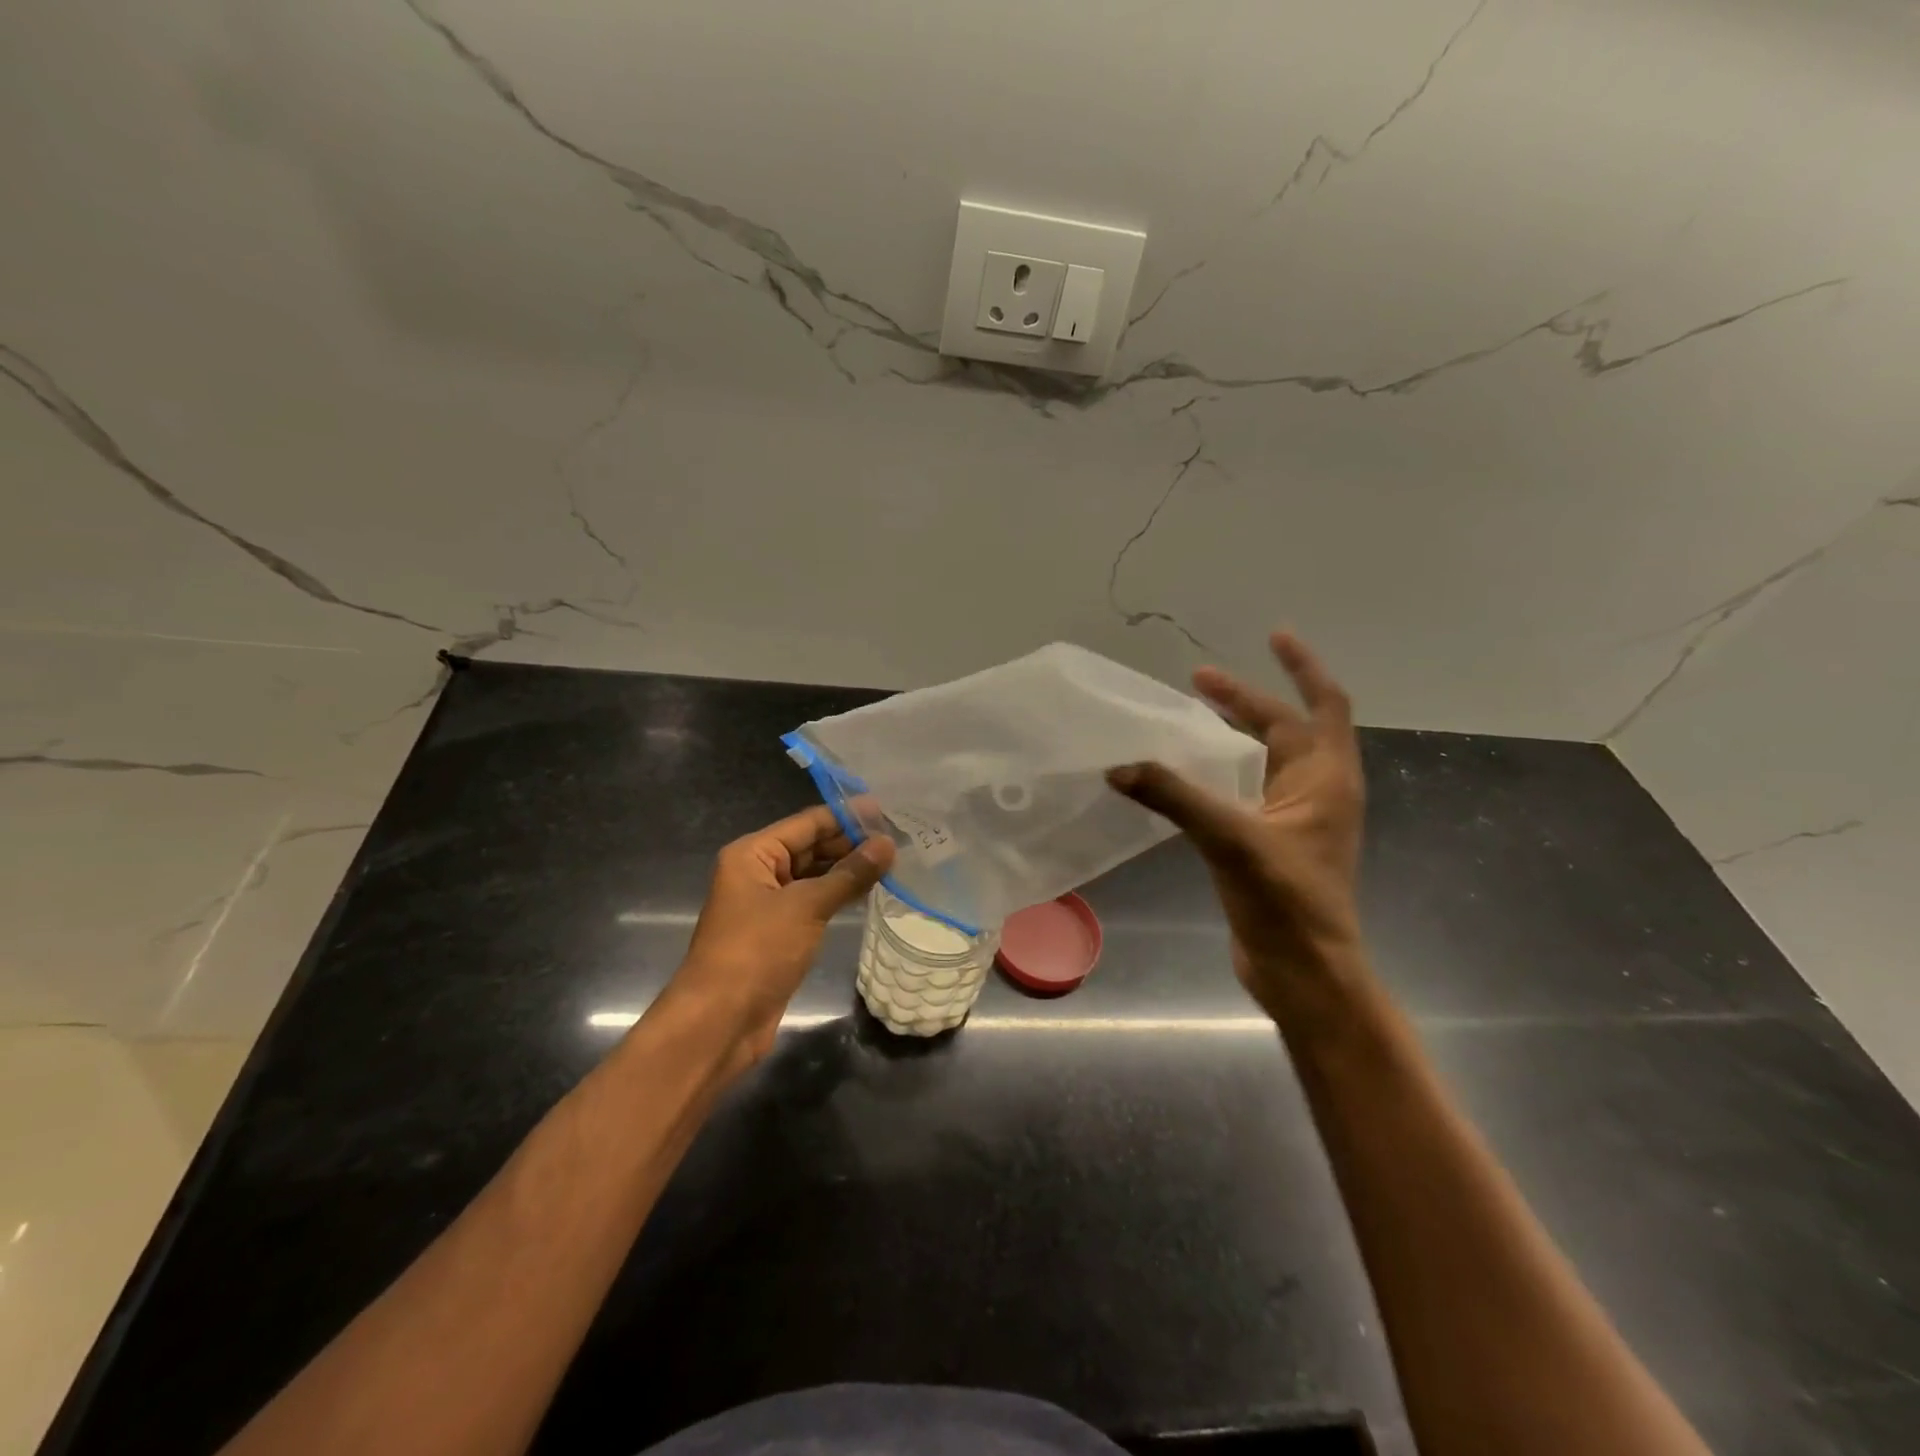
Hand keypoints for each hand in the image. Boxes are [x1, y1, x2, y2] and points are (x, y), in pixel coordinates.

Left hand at [673, 806, 895, 1067]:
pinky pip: (814, 902)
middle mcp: (758, 872)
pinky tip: (871, 890)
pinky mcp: (779, 932)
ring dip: (849, 869)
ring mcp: (768, 904)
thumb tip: (887, 844)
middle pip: (810, 846)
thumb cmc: (756, 951)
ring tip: (894, 860)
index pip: (807, 823)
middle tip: (899, 837)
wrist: (719, 1022)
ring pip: (814, 875)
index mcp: (753, 854)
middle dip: (851, 842)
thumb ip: (849, 874)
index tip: (888, 810)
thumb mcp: (806, 907)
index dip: (847, 816)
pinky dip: (839, 895)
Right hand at [1108, 631, 1365, 1022]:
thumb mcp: (1230, 839)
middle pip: (1286, 728)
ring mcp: (1294, 820)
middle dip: (1246, 700)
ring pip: (1266, 760)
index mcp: (1325, 779)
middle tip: (1198, 680)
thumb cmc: (1285, 901)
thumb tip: (1119, 766)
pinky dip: (1223, 771)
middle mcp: (1316, 791)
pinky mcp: (1270, 844)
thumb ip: (1174, 797)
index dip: (1302, 667)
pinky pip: (1247, 790)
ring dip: (1236, 734)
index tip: (1273, 636)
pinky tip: (1189, 774)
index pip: (1323, 705)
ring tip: (1193, 716)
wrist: (1303, 972)